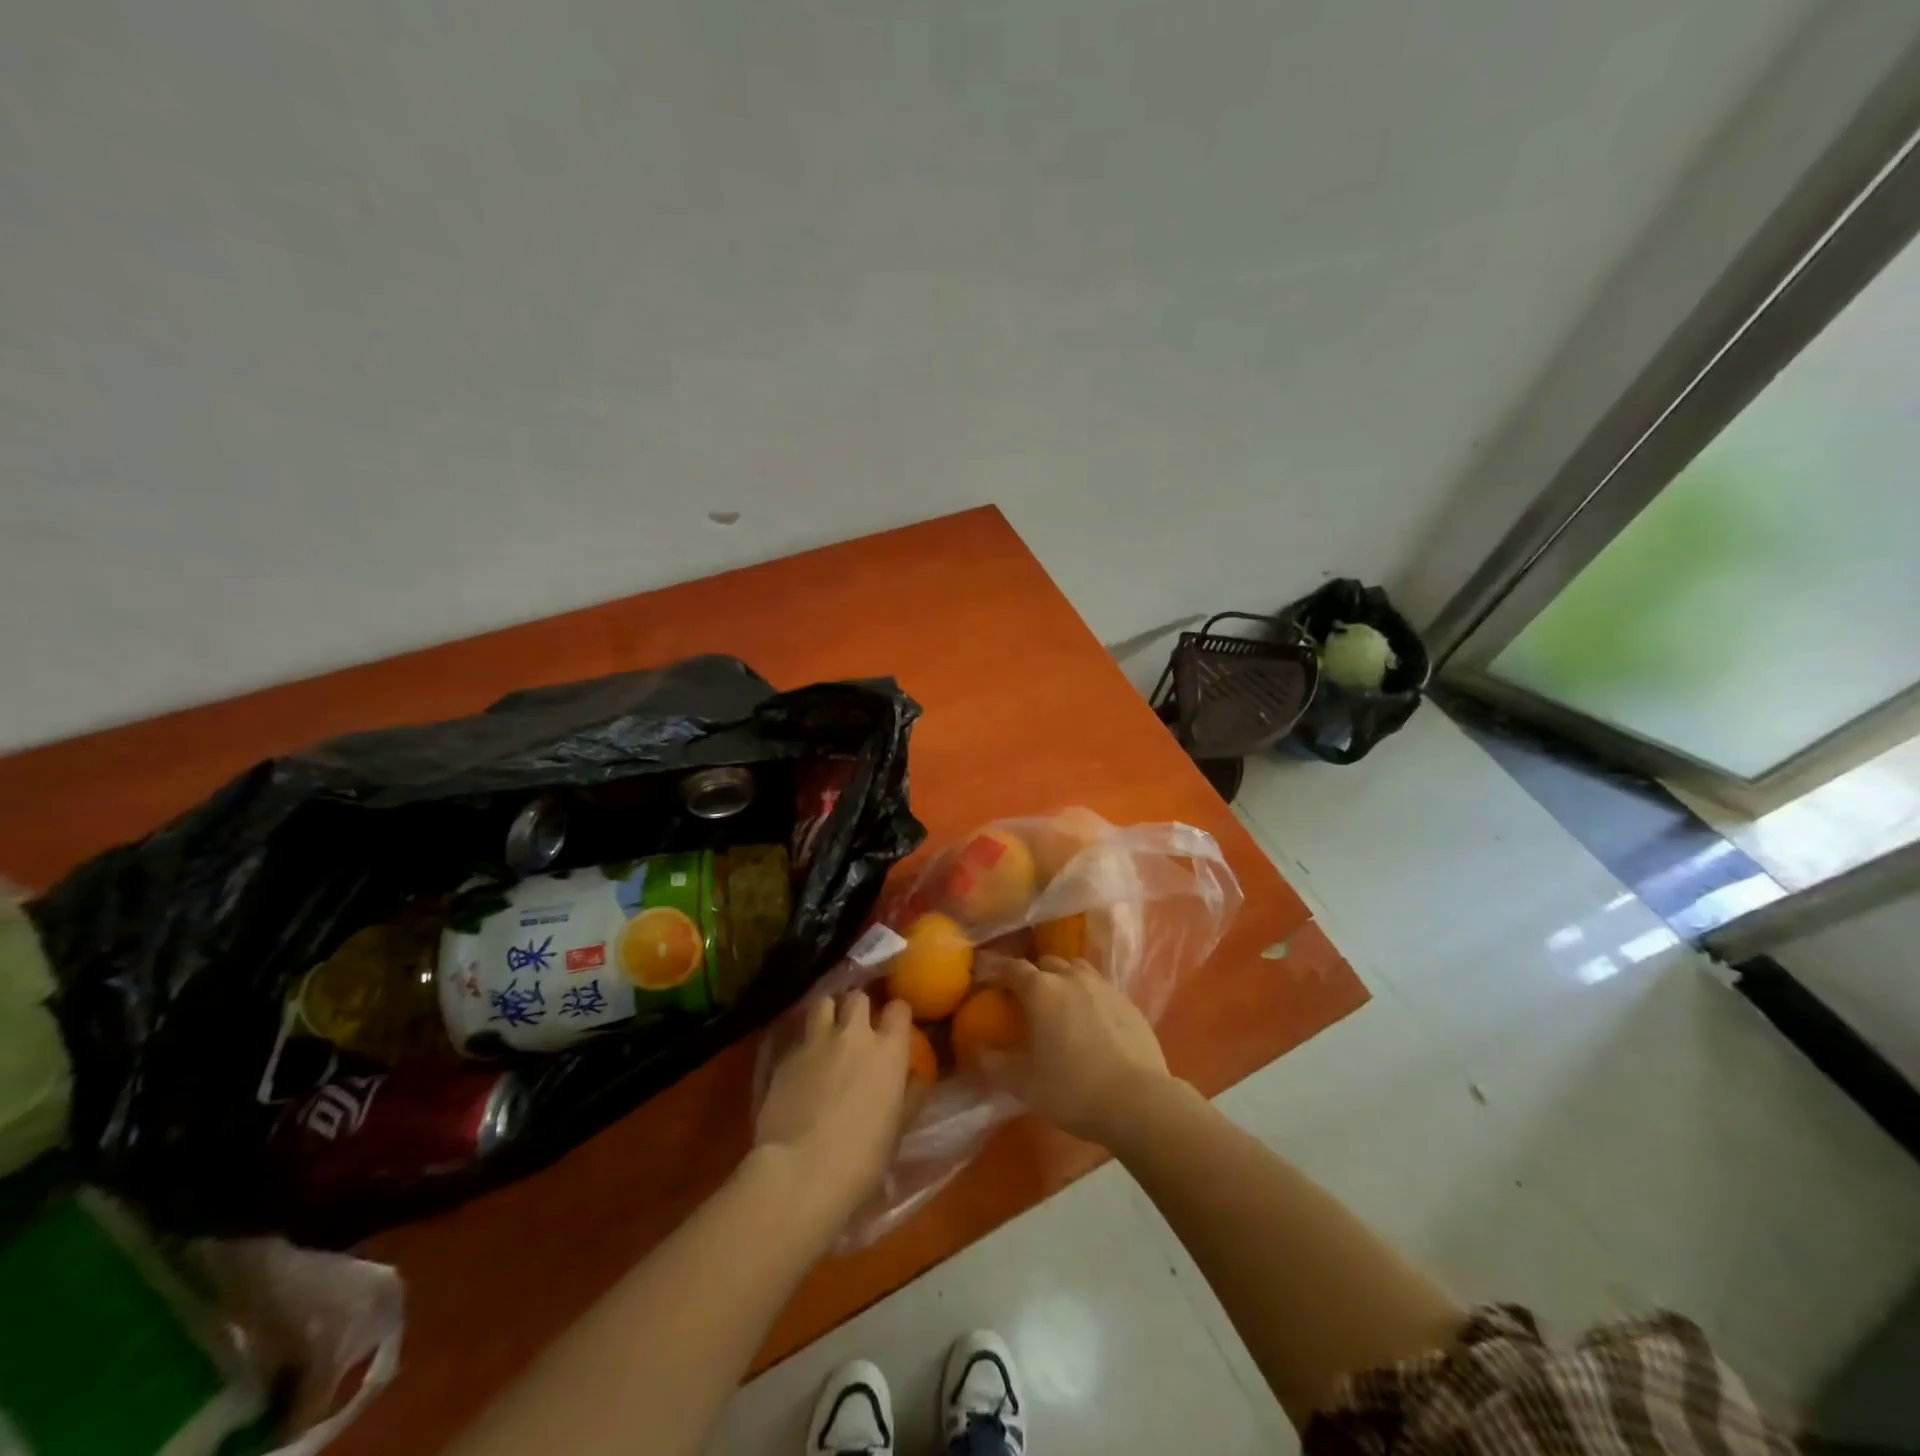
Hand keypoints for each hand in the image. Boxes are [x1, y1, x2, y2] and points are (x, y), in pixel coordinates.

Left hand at [755, 991, 912, 1223]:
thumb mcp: (898, 1128)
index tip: (895, 1028)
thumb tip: (915, 1076)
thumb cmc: (861, 1158)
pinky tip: (802, 1068)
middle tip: (858, 1029)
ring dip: (829, 1014)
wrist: (800, 1171)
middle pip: (857, 997)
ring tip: (828, 1034)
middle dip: (859, 1008)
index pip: (899, 1008)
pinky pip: (799, 1038)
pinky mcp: (785, 1057)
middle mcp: (853, 1034)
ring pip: (823, 1003)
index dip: (897, 1015)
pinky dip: (805, 1046)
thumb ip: (909, 1094)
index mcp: (888, 1050)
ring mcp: (816, 1042)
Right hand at [978, 956, 1171, 1145]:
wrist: (1139, 1101)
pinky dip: (1089, 996)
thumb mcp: (1024, 1085)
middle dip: (1032, 975)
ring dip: (1063, 979)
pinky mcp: (1128, 1001)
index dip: (996, 971)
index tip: (986, 980)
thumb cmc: (1073, 1090)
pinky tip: (1091, 1021)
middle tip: (1025, 999)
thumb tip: (980, 1050)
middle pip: (1046, 963)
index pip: (1012, 968)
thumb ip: (995, 1064)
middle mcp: (1071, 977)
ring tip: (1060, 1004)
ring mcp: (1104, 986)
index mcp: (1041, 990)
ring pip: (1076, 969)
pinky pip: (1101, 987)